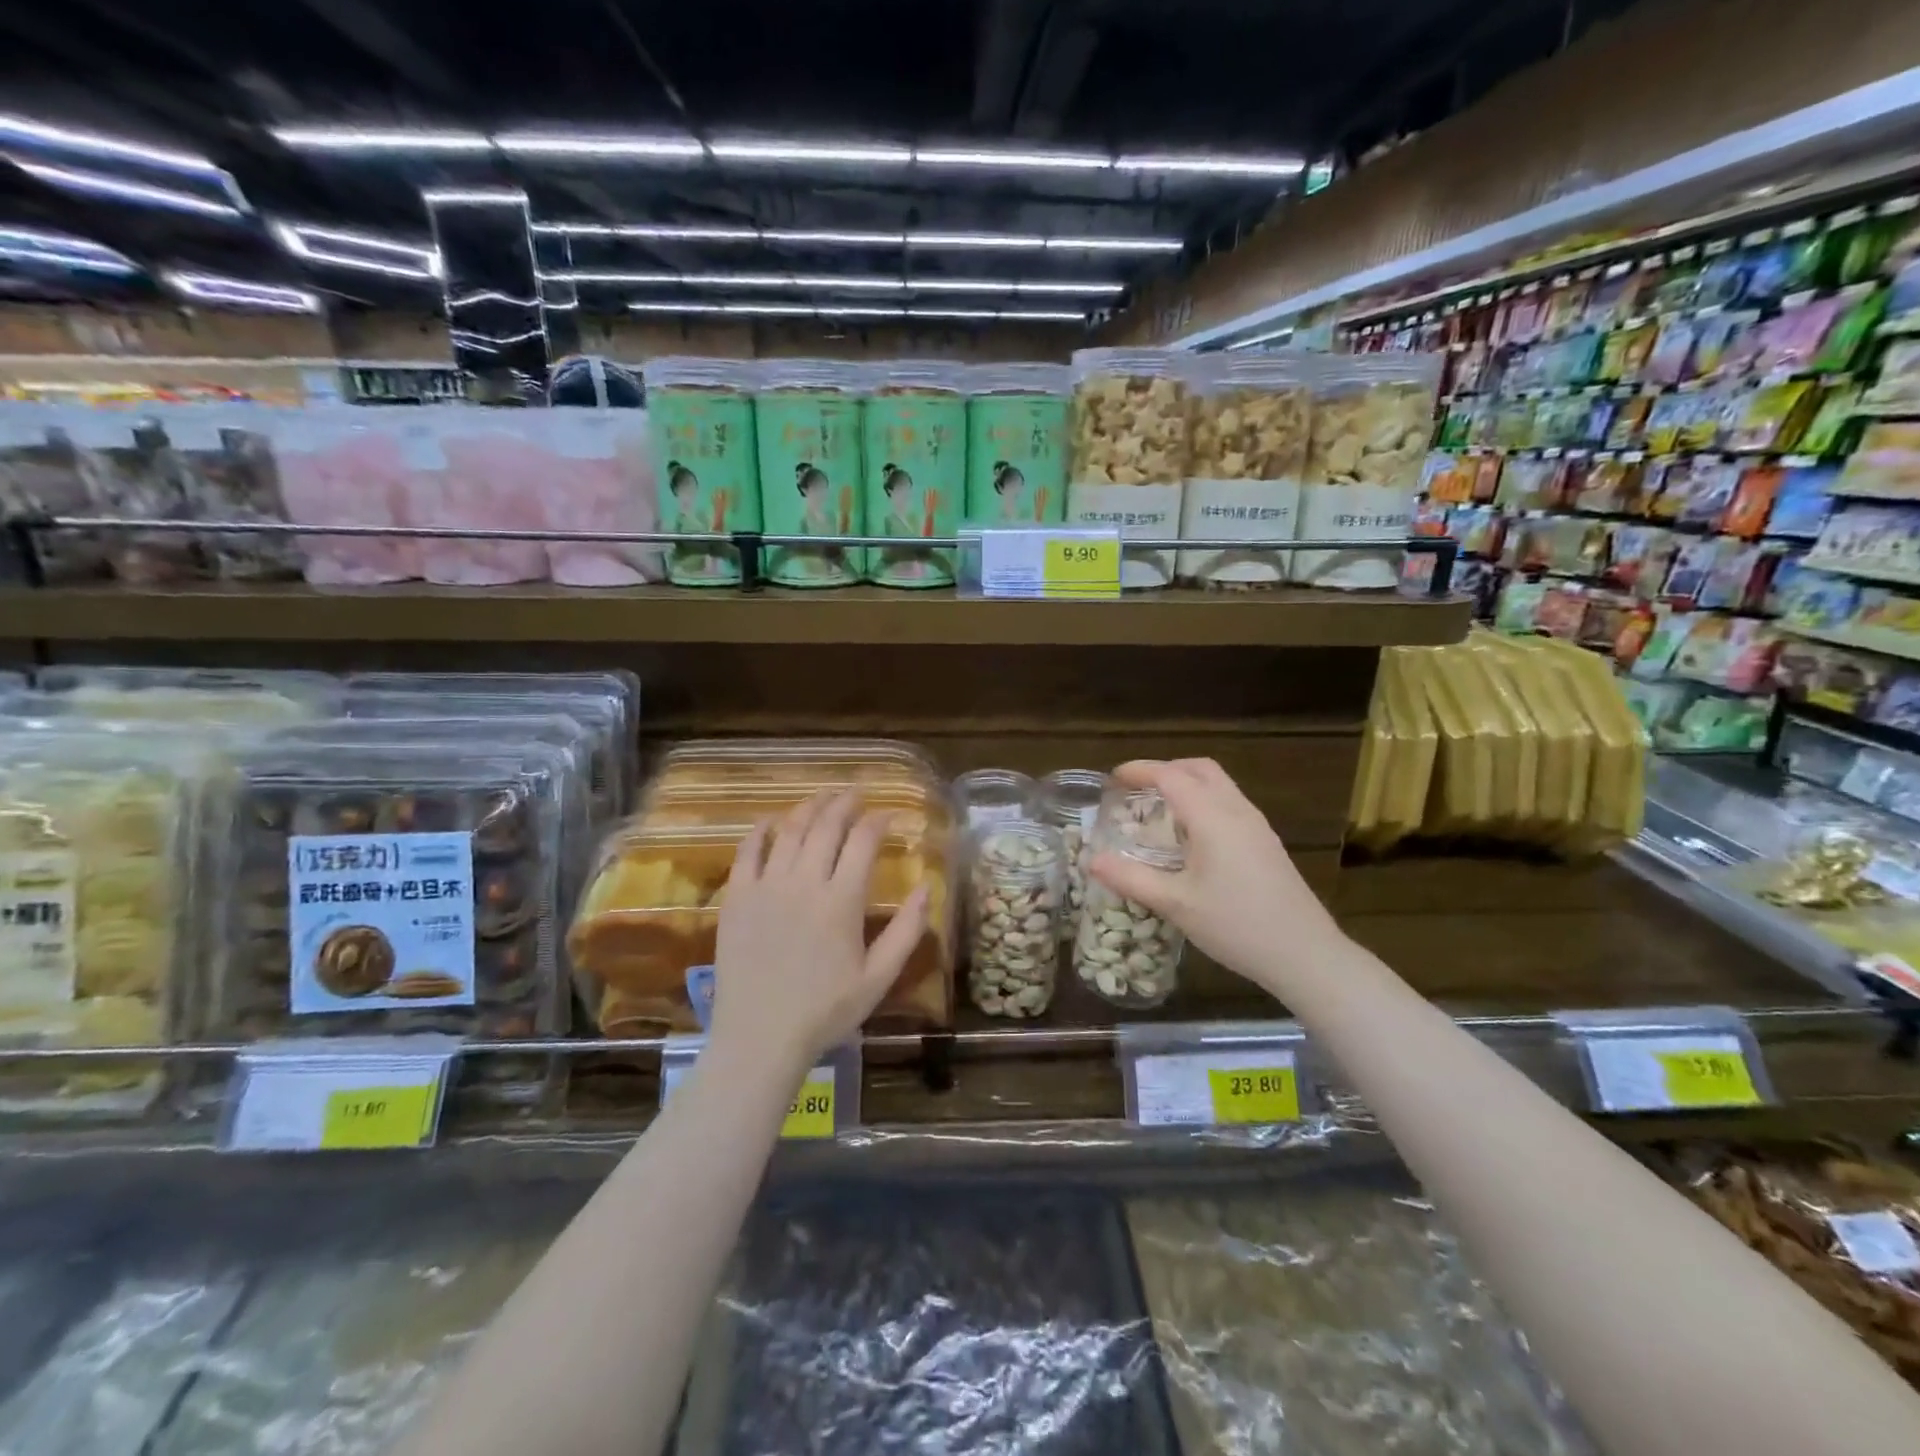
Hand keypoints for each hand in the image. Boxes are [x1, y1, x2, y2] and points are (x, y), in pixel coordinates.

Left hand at [709, 789, 928, 1079]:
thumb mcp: (879, 978)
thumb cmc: (826, 1011)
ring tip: (822, 797)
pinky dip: (761, 831)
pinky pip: (747, 852)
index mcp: (842, 901)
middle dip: (844, 804)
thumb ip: (907, 931)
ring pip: (789, 831)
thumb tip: (925, 888)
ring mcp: (766, 887)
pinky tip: (770, 821)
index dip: (877, 821)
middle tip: (855, 793)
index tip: (887, 814)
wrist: (760, 1037)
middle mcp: (804, 883)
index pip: (863, 842)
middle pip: (826, 827)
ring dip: (809, 808)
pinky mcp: (737, 898)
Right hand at [1086, 759, 1341, 997]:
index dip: (1140, 771)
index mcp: (1213, 818)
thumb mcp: (1175, 904)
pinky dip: (1203, 801)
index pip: (1171, 776)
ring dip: (1187, 784)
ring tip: (1159, 809)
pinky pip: (1230, 804)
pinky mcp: (1267, 843)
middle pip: (1200, 769)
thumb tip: (1092, 861)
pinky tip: (1191, 836)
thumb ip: (1131, 878)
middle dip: (1166, 769)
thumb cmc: (1236, 925)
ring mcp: (1257, 826)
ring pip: (1219, 785)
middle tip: (1137, 788)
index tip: (1113, 778)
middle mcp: (1237, 811)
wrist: (1305, 954)